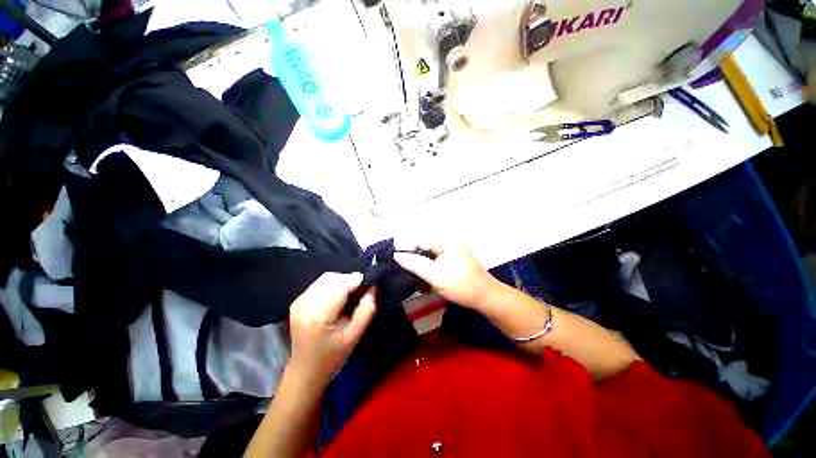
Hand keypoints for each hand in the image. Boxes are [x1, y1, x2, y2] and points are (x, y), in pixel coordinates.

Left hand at [288, 273, 375, 388]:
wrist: (305, 370)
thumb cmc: (332, 356)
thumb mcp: (355, 336)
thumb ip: (366, 309)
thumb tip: (372, 286)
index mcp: (318, 315)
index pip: (341, 285)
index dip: (357, 281)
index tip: (369, 285)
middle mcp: (305, 303)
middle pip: (333, 278)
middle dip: (350, 280)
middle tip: (362, 291)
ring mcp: (299, 300)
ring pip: (326, 277)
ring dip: (341, 280)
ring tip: (351, 293)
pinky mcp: (298, 300)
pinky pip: (319, 283)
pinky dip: (332, 284)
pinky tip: (338, 296)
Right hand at [394, 241, 501, 309]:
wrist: (486, 296)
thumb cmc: (462, 286)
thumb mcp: (436, 276)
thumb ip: (416, 264)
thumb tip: (397, 255)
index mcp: (447, 240)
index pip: (420, 239)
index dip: (406, 247)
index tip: (393, 257)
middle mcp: (449, 239)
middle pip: (424, 242)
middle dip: (411, 252)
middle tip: (399, 262)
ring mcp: (452, 246)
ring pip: (428, 248)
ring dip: (418, 257)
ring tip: (406, 265)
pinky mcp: (453, 254)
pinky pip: (434, 253)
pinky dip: (426, 260)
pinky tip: (420, 268)